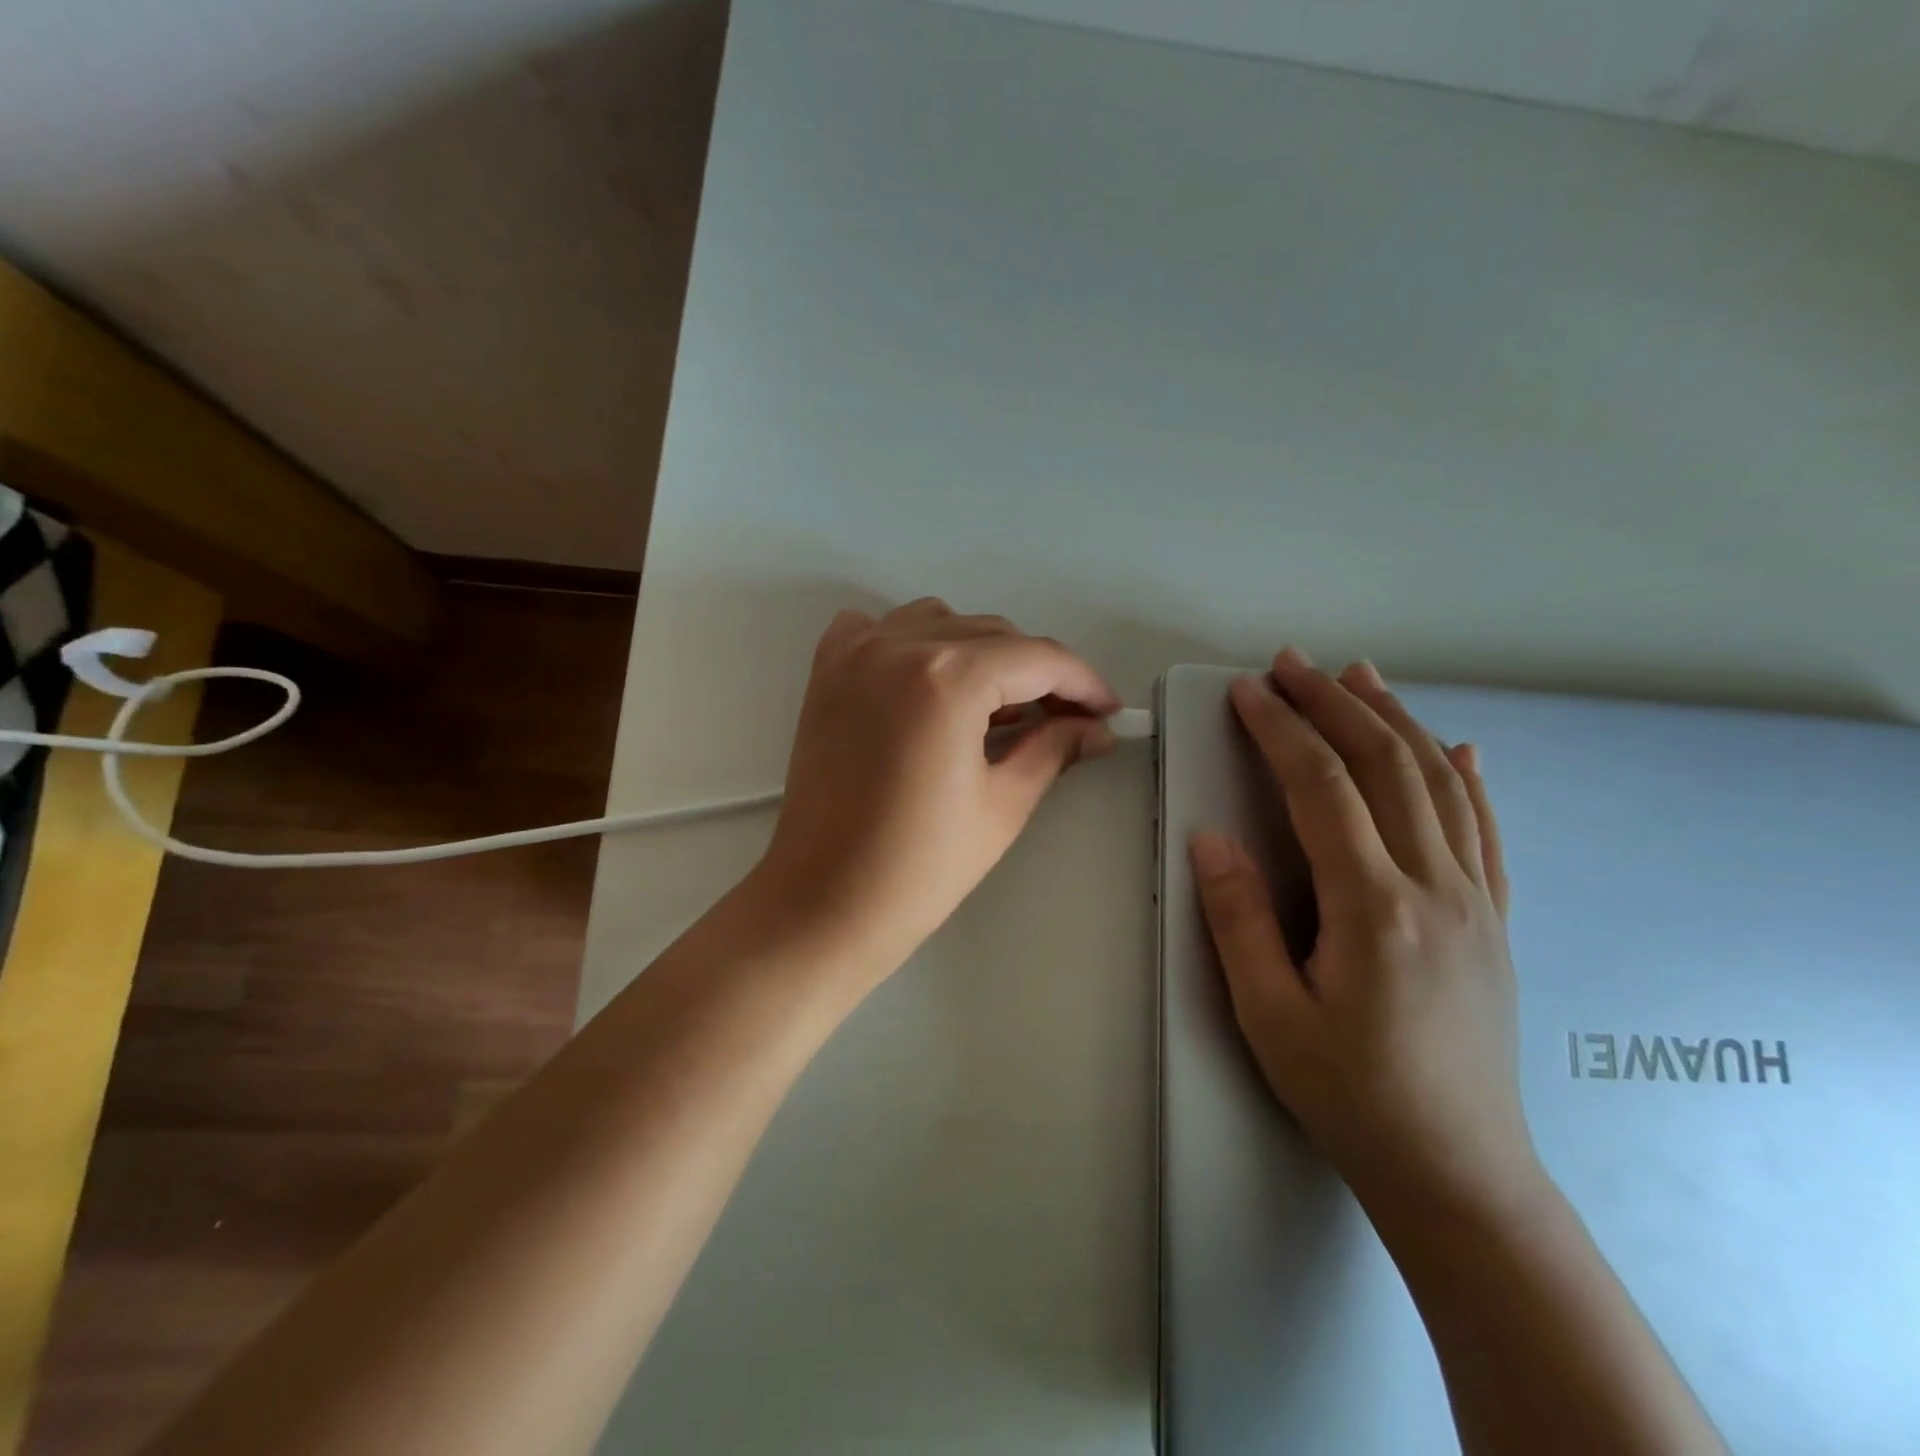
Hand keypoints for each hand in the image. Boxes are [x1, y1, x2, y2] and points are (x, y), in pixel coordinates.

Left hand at [753, 598, 1119, 980]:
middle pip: (993, 634)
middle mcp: (899, 647)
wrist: (826, 900)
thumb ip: (1053, 748)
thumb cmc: (921, 866)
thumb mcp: (1003, 804)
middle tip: (1064, 717)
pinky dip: (912, 642)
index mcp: (948, 680)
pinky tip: (927, 679)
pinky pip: (878, 628)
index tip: (1107, 709)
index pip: (1037, 658)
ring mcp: (855, 654)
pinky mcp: (827, 673)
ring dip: (979, 652)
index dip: (1082, 682)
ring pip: (940, 622)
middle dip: (1038, 672)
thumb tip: (1095, 728)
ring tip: (995, 704)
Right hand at [1188, 648, 1541, 1217]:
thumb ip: (1238, 919)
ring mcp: (1477, 900)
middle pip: (1385, 766)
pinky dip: (1467, 777)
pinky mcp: (1495, 920)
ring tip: (1361, 675)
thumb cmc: (1349, 1094)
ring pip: (1440, 783)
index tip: (1248, 692)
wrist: (1458, 1172)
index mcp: (1373, 906)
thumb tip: (1210, 838)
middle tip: (1292, 663)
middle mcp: (1436, 886)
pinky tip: (1459, 746)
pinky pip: (1486, 830)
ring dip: (1395, 719)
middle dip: (1333, 704)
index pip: (1321, 788)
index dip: (1281, 730)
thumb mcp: (1269, 1014)